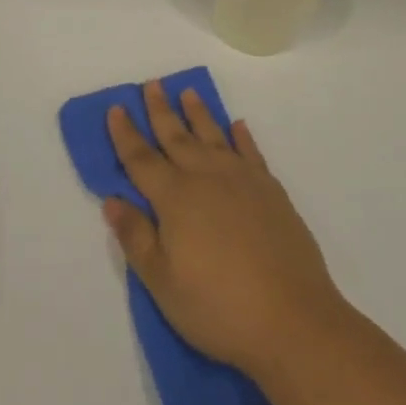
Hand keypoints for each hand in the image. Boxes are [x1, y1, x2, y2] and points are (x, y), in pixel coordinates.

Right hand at [103, 80, 348, 381]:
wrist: (293, 320)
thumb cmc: (218, 307)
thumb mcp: (162, 282)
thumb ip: (135, 237)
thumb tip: (112, 200)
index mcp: (175, 198)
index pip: (141, 159)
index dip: (125, 134)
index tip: (116, 108)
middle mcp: (207, 178)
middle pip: (176, 137)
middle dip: (160, 110)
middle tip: (152, 84)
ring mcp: (243, 181)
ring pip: (214, 136)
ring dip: (199, 113)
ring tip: (188, 92)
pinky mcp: (272, 192)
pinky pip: (251, 153)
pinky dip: (242, 137)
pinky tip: (238, 126)